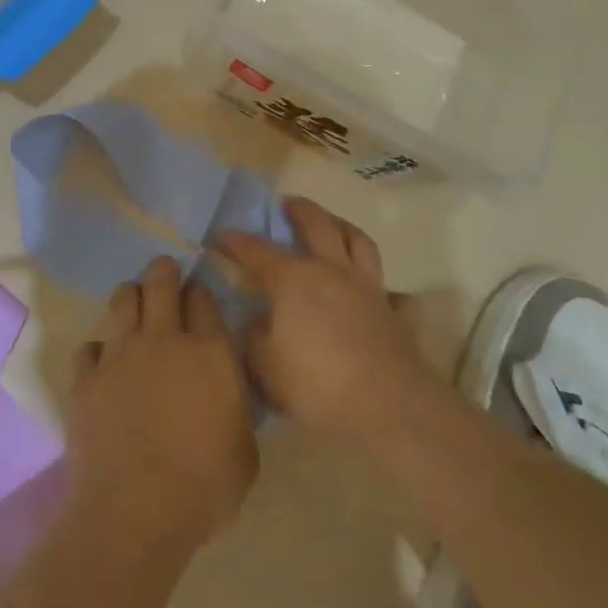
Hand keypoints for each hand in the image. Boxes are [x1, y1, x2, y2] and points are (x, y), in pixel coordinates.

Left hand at [66, 256, 258, 555]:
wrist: (135, 511)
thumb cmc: (204, 487)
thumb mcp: (245, 451)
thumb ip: (236, 410)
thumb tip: (227, 395)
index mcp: (209, 352)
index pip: (203, 300)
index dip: (199, 290)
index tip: (196, 291)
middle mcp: (163, 340)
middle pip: (160, 284)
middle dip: (163, 271)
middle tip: (163, 270)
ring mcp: (119, 355)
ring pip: (121, 301)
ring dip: (129, 296)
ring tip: (131, 301)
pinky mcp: (86, 378)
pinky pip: (88, 348)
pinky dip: (96, 351)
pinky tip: (101, 363)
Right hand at [220, 197, 437, 444]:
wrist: (387, 402)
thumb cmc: (317, 383)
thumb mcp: (267, 368)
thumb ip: (256, 339)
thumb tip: (258, 321)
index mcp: (293, 280)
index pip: (257, 251)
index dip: (236, 242)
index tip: (220, 236)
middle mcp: (329, 270)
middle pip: (315, 224)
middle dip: (298, 210)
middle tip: (286, 204)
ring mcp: (364, 284)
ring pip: (354, 238)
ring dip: (338, 223)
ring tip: (329, 222)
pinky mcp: (388, 305)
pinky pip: (375, 272)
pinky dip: (363, 264)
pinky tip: (357, 276)